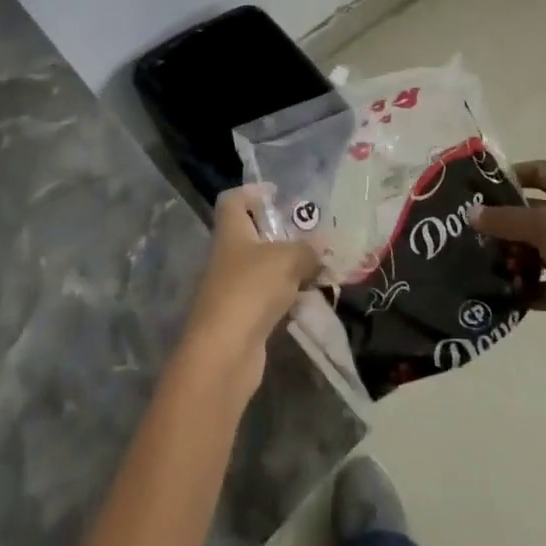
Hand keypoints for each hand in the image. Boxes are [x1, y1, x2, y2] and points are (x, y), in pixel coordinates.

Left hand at [178, 185, 321, 399]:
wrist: (224, 353)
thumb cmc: (251, 289)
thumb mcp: (288, 259)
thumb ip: (308, 249)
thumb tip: (321, 246)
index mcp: (230, 232)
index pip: (232, 200)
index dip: (252, 192)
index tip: (276, 193)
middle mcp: (227, 257)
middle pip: (251, 235)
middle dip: (280, 233)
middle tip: (311, 234)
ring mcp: (232, 289)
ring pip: (262, 268)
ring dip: (287, 268)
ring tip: (319, 267)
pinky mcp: (241, 318)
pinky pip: (267, 297)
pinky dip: (286, 296)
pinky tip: (308, 300)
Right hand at [471, 160, 545, 366]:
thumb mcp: (544, 225)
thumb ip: (505, 218)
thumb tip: (471, 213)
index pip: (541, 172)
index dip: (514, 174)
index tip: (481, 186)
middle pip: (532, 213)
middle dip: (502, 221)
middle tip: (467, 229)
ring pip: (533, 251)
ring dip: (509, 256)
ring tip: (476, 263)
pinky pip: (538, 286)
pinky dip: (520, 289)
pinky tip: (493, 292)